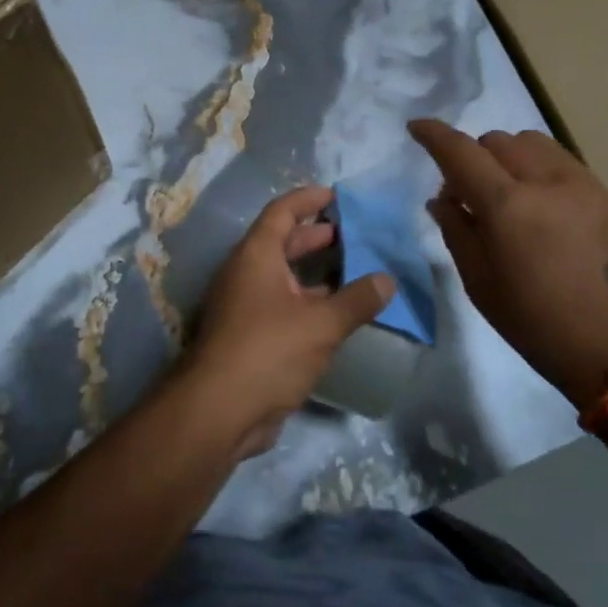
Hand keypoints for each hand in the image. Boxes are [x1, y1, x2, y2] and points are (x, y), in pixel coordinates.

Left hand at [184, 185, 394, 459]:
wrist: (219, 411)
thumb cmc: (268, 351)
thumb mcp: (321, 324)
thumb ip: (356, 300)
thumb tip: (387, 280)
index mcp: (256, 256)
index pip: (281, 213)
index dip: (308, 200)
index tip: (336, 195)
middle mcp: (246, 274)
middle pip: (282, 243)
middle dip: (316, 236)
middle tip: (353, 235)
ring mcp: (244, 306)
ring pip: (283, 278)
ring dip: (315, 273)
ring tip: (354, 272)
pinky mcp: (249, 336)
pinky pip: (283, 307)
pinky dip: (309, 303)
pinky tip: (337, 315)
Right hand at [409, 120, 607, 408]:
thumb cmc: (534, 322)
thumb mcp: (479, 282)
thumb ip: (455, 229)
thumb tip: (442, 198)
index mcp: (508, 206)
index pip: (461, 152)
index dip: (434, 135)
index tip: (416, 127)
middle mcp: (546, 182)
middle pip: (497, 140)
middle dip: (474, 156)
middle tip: (468, 192)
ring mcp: (582, 184)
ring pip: (533, 142)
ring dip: (508, 156)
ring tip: (507, 191)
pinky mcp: (606, 194)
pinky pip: (562, 160)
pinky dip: (538, 167)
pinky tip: (540, 202)